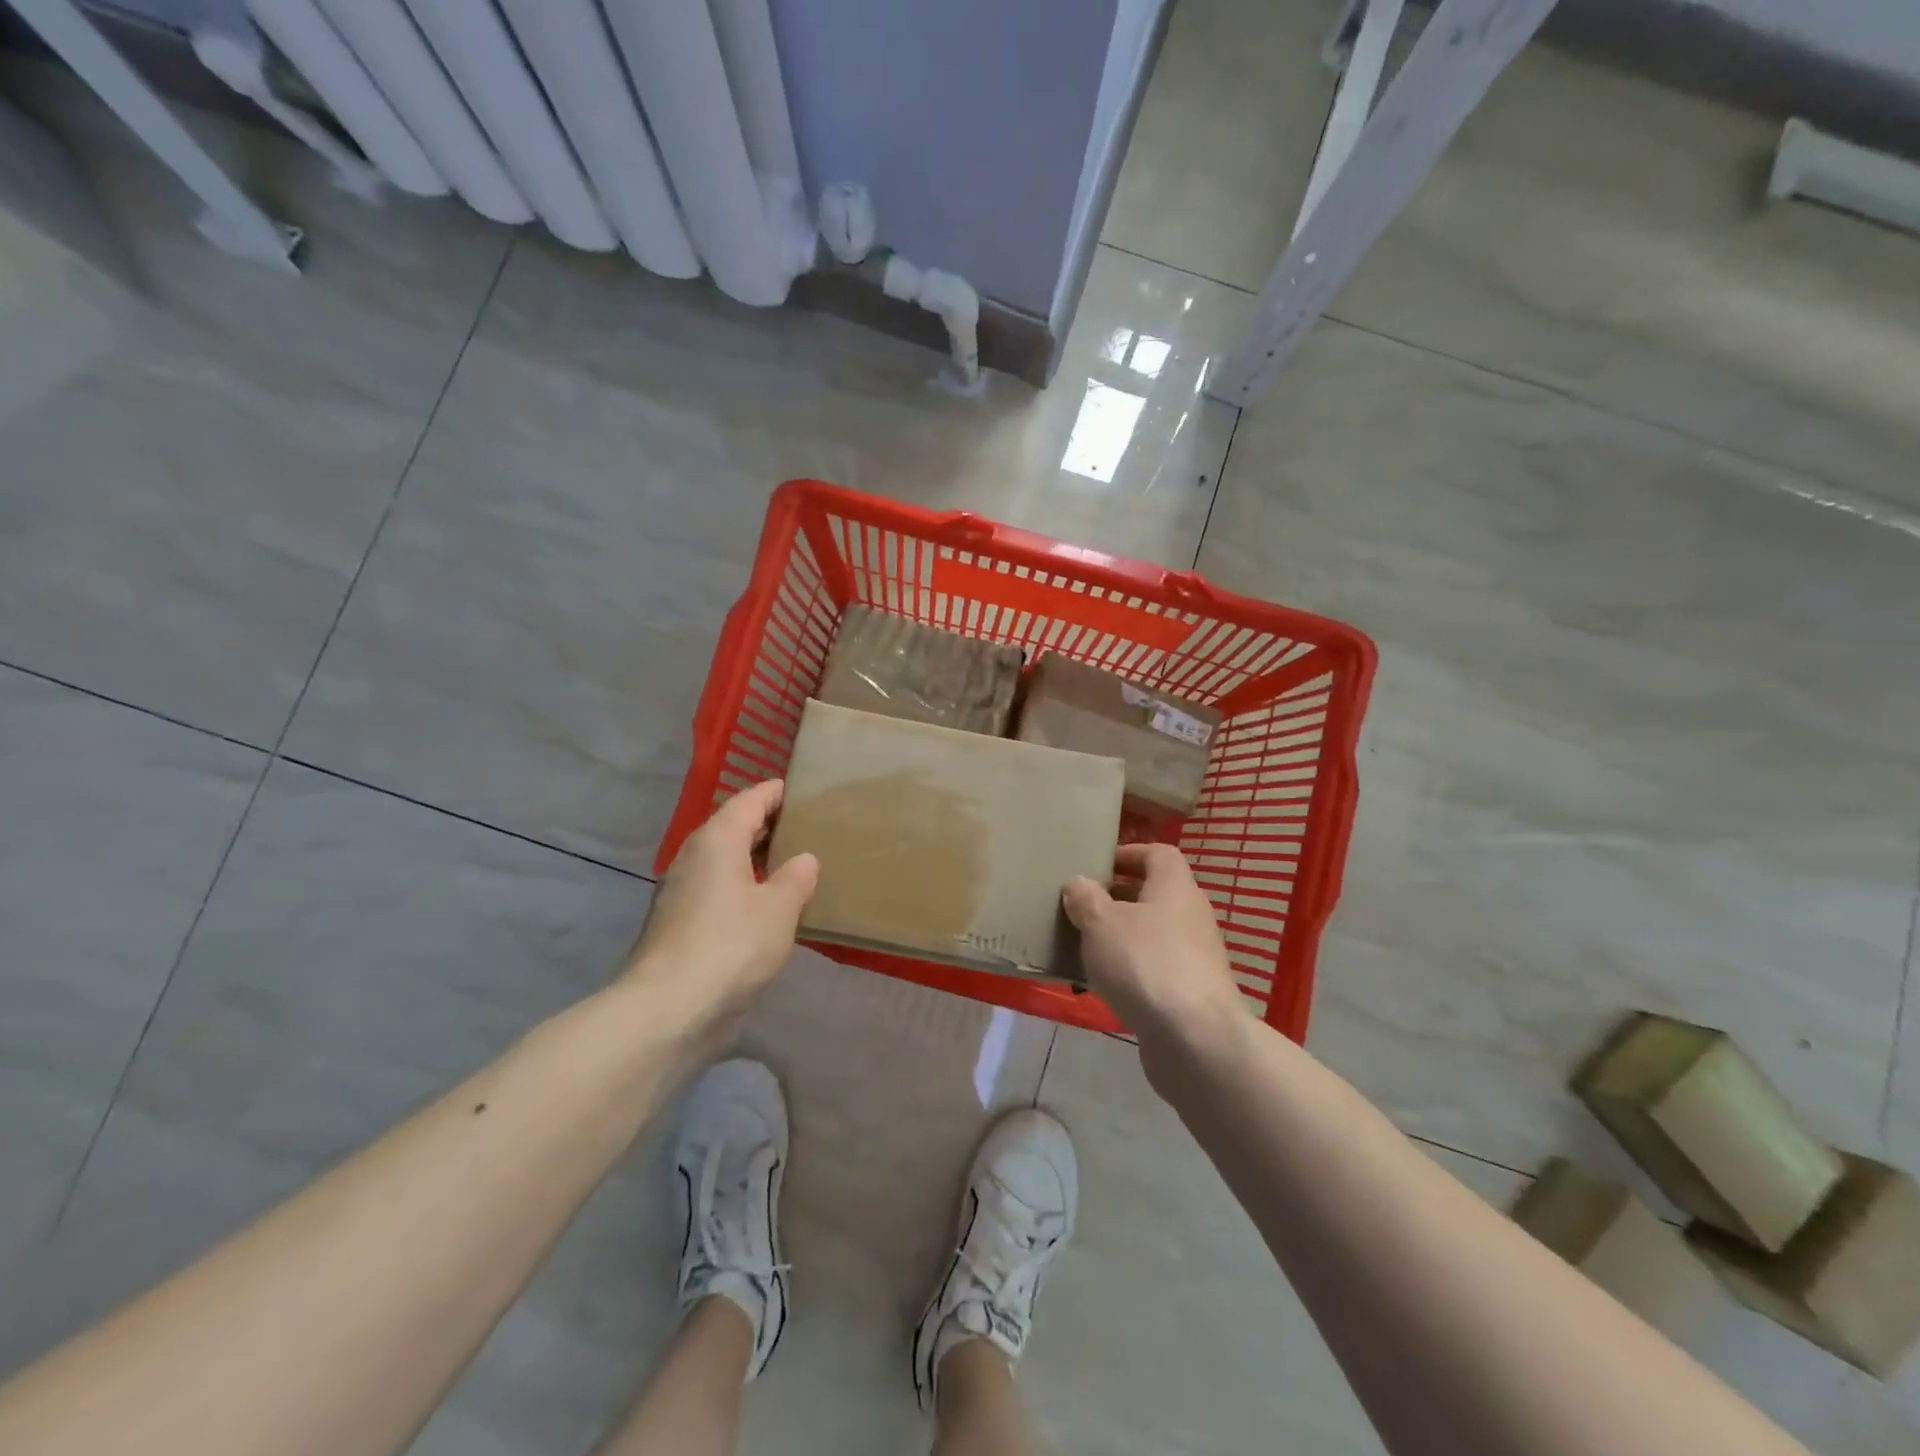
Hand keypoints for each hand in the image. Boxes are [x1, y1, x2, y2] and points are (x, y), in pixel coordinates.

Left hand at [627, 780, 818, 1036]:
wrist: (668, 1009)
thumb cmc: (731, 945)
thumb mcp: (779, 908)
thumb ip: (796, 878)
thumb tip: (804, 859)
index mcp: (717, 840)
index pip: (749, 800)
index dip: (775, 793)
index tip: (802, 790)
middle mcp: (694, 857)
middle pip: (733, 827)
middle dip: (768, 825)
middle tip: (806, 827)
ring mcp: (681, 892)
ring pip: (725, 861)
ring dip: (756, 859)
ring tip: (793, 865)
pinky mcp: (679, 925)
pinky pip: (718, 890)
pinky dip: (744, 887)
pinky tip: (767, 906)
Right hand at [1063, 843, 1244, 1053]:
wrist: (1196, 1040)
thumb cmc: (1145, 964)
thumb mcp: (1101, 923)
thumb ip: (1086, 898)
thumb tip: (1078, 882)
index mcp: (1175, 887)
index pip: (1158, 854)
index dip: (1128, 854)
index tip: (1096, 867)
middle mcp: (1191, 915)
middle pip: (1154, 894)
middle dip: (1117, 898)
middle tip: (1081, 907)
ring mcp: (1196, 956)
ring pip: (1152, 933)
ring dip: (1121, 937)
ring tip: (1085, 947)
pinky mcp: (1192, 992)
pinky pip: (1155, 968)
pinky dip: (1131, 970)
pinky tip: (1103, 985)